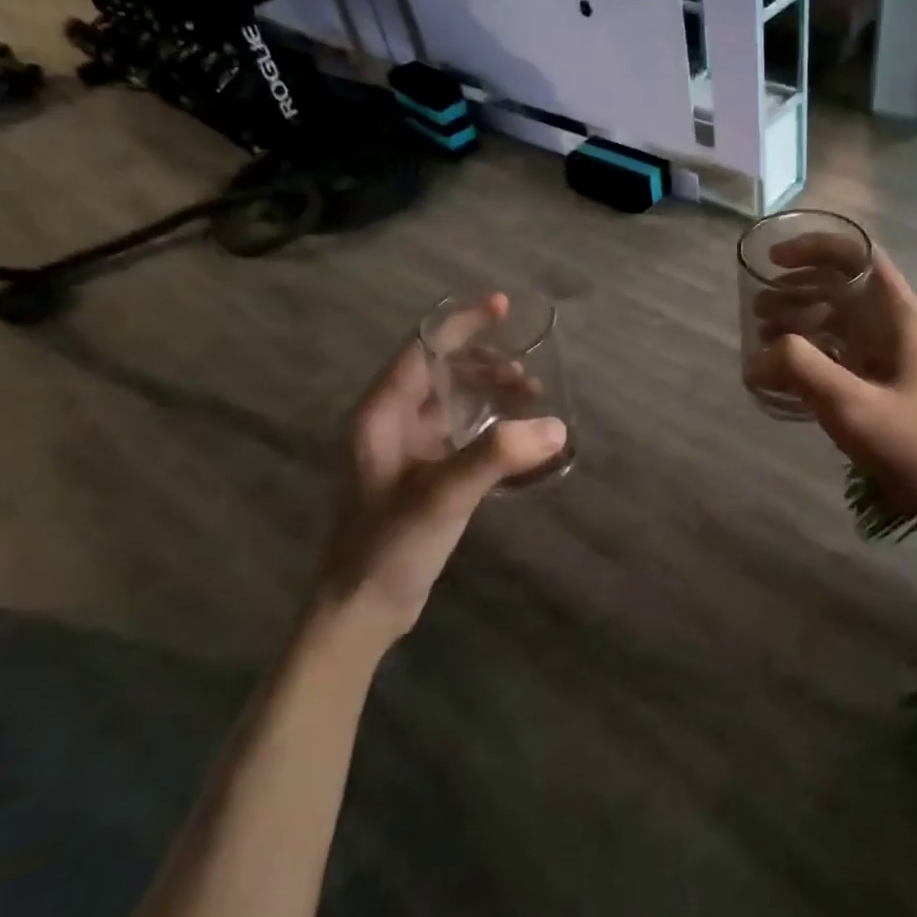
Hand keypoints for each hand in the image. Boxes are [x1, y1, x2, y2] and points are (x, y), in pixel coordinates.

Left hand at [322, 296, 565, 641]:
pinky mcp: (424, 475)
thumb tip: (556, 426)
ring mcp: (409, 450)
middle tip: (532, 380)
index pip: (423, 347)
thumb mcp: (442, 496)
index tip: (502, 306)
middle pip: (444, 371)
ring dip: (494, 397)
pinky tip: (522, 445)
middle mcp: (393, 422)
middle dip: (489, 366)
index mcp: (382, 412)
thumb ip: (497, 457)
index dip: (462, 322)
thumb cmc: (389, 546)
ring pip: (456, 403)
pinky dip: (493, 431)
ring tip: (533, 404)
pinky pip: (464, 435)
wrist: (361, 610)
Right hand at [745, 237, 916, 531]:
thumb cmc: (916, 442)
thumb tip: (756, 358)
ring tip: (761, 335)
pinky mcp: (878, 382)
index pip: (857, 254)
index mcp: (895, 314)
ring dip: (797, 319)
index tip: (775, 259)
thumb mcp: (852, 405)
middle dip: (795, 288)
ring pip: (836, 319)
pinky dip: (807, 351)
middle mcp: (891, 324)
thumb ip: (801, 370)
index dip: (815, 246)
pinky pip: (836, 351)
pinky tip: (782, 371)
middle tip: (757, 309)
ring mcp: (886, 354)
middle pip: (839, 284)